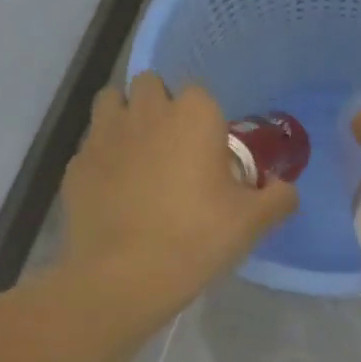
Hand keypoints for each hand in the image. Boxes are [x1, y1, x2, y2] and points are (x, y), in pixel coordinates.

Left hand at [61, 73, 296, 310]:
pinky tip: (113, 190)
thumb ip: (278, 198)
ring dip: (125, 117)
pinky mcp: (76, 163)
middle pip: (151, 85)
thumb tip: (284, 189)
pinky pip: (91, 145)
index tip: (211, 152)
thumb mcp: (252, 222)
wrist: (124, 276)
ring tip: (139, 156)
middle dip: (161, 106)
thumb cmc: (196, 238)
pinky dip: (103, 157)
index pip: (199, 92)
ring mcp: (104, 134)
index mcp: (193, 115)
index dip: (205, 119)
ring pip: (112, 102)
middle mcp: (146, 112)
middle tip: (174, 148)